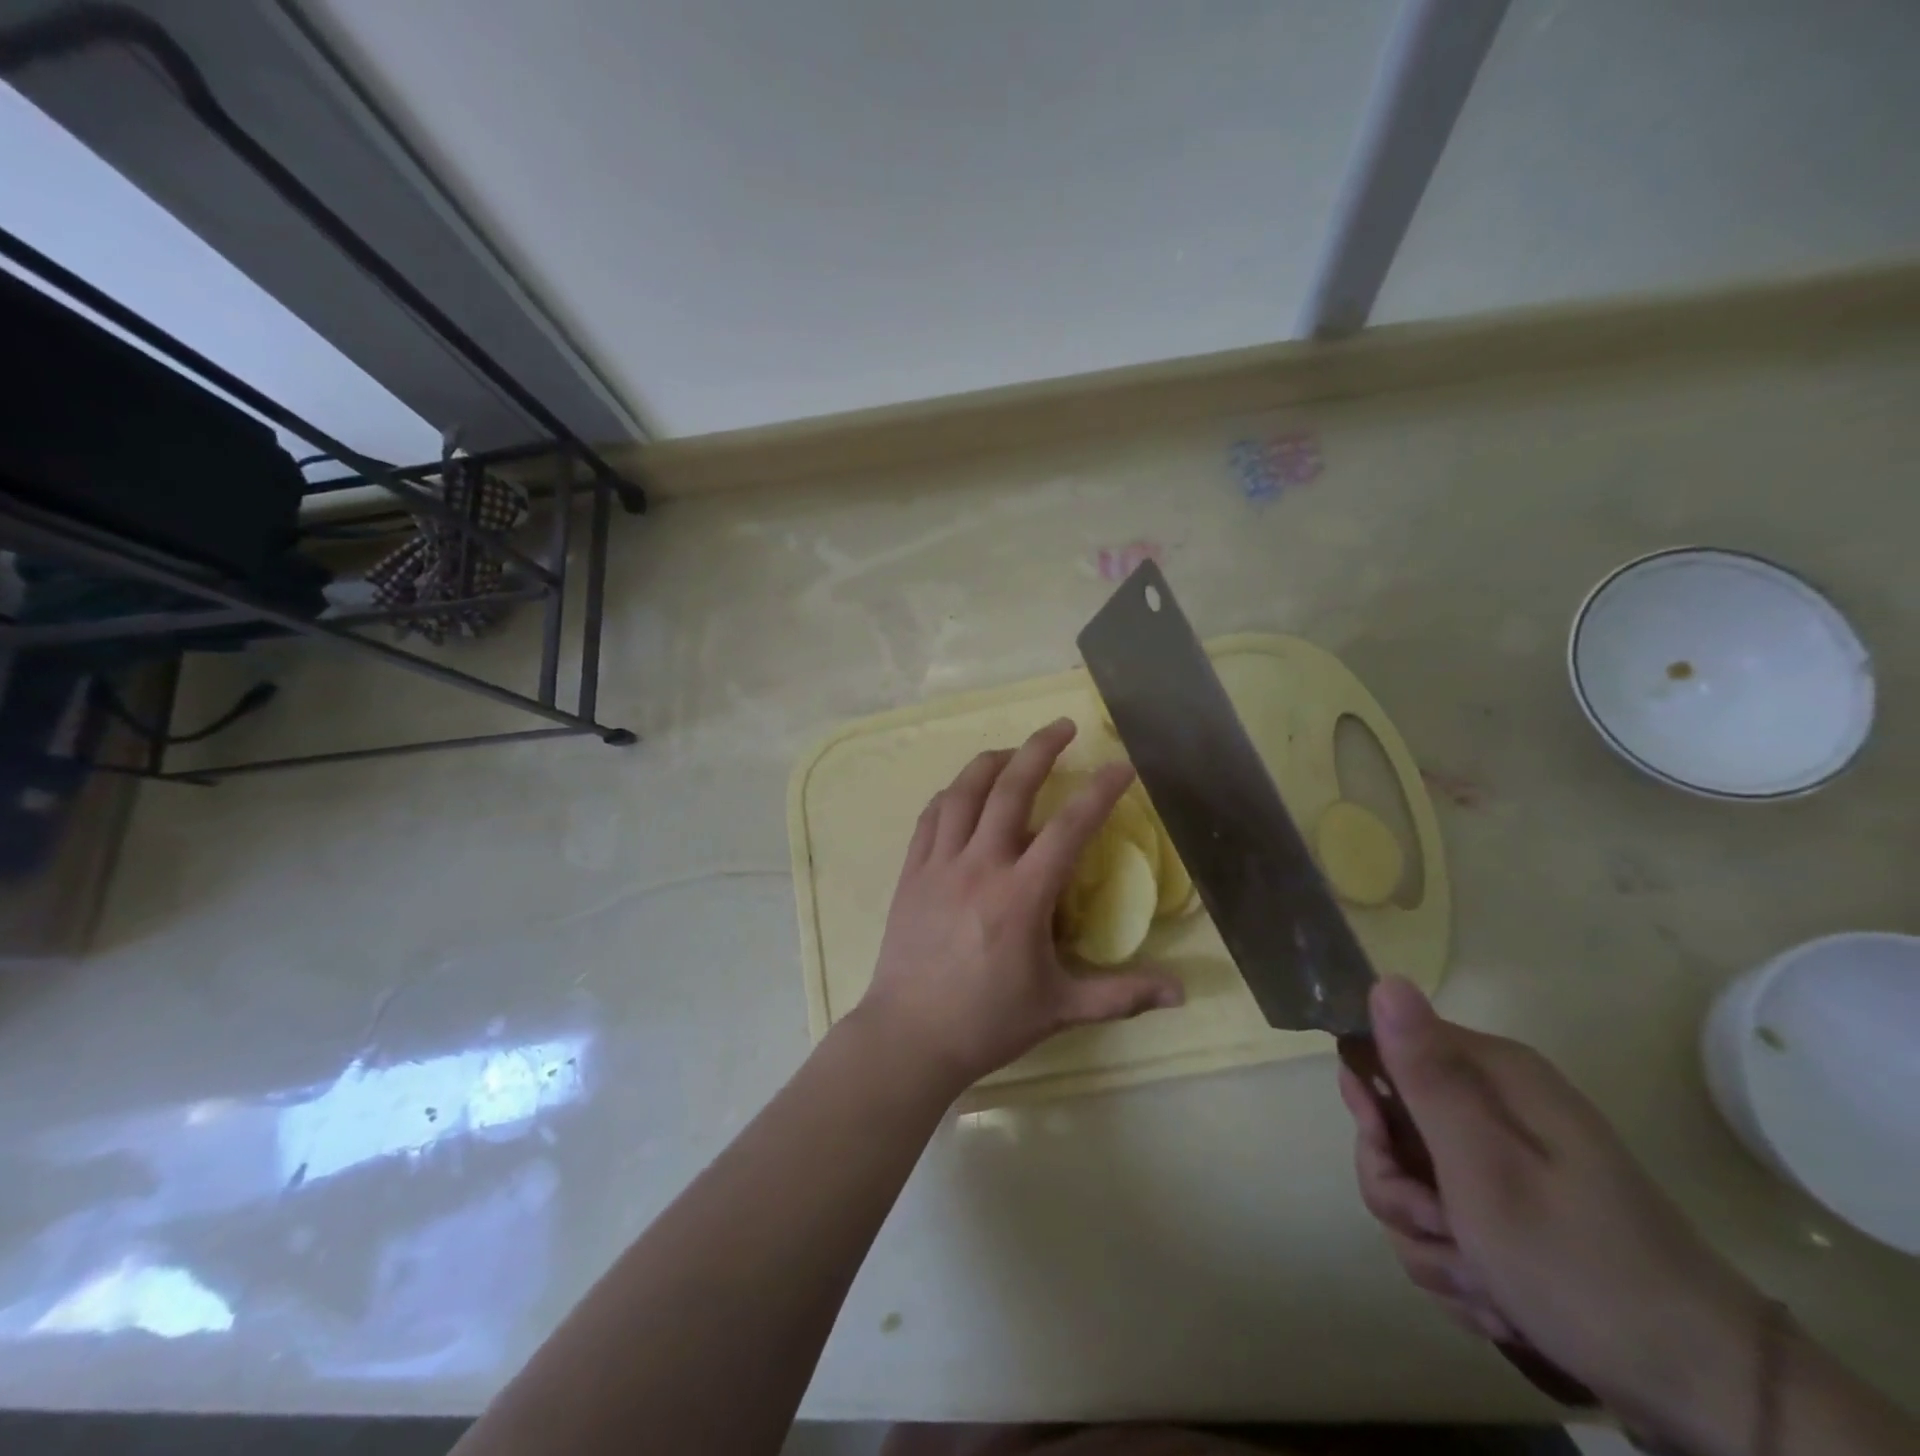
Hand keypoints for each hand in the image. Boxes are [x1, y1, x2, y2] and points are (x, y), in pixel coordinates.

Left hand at [855, 718, 1184, 1093]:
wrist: (910, 1035)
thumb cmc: (988, 1022)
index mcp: (1022, 895)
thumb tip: (1182, 993)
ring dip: (990, 762)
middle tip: (1064, 726)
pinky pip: (930, 818)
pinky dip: (950, 795)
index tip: (1121, 765)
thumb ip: (1122, 995)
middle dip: (1040, 749)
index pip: (1070, 827)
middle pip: (1011, 789)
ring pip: (963, 793)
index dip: (1100, 791)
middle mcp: (980, 866)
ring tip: (1012, 751)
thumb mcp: (1061, 1008)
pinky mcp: (911, 873)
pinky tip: (962, 792)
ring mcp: (940, 865)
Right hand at [1341, 979, 1768, 1453]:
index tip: (1388, 1151)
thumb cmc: (1580, 1264)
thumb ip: (1426, 1075)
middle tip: (1443, 1228)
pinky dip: (1456, 1266)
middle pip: (1390, 1129)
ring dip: (1430, 1240)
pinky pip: (1440, 1225)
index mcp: (1492, 1075)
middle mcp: (1495, 1105)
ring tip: (1484, 1282)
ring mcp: (1504, 1161)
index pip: (1382, 1051)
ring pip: (1410, 1185)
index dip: (1371, 1105)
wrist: (1705, 1390)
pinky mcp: (1511, 1210)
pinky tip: (1496, 1300)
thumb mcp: (1485, 1167)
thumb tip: (1385, 981)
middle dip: (1401, 1191)